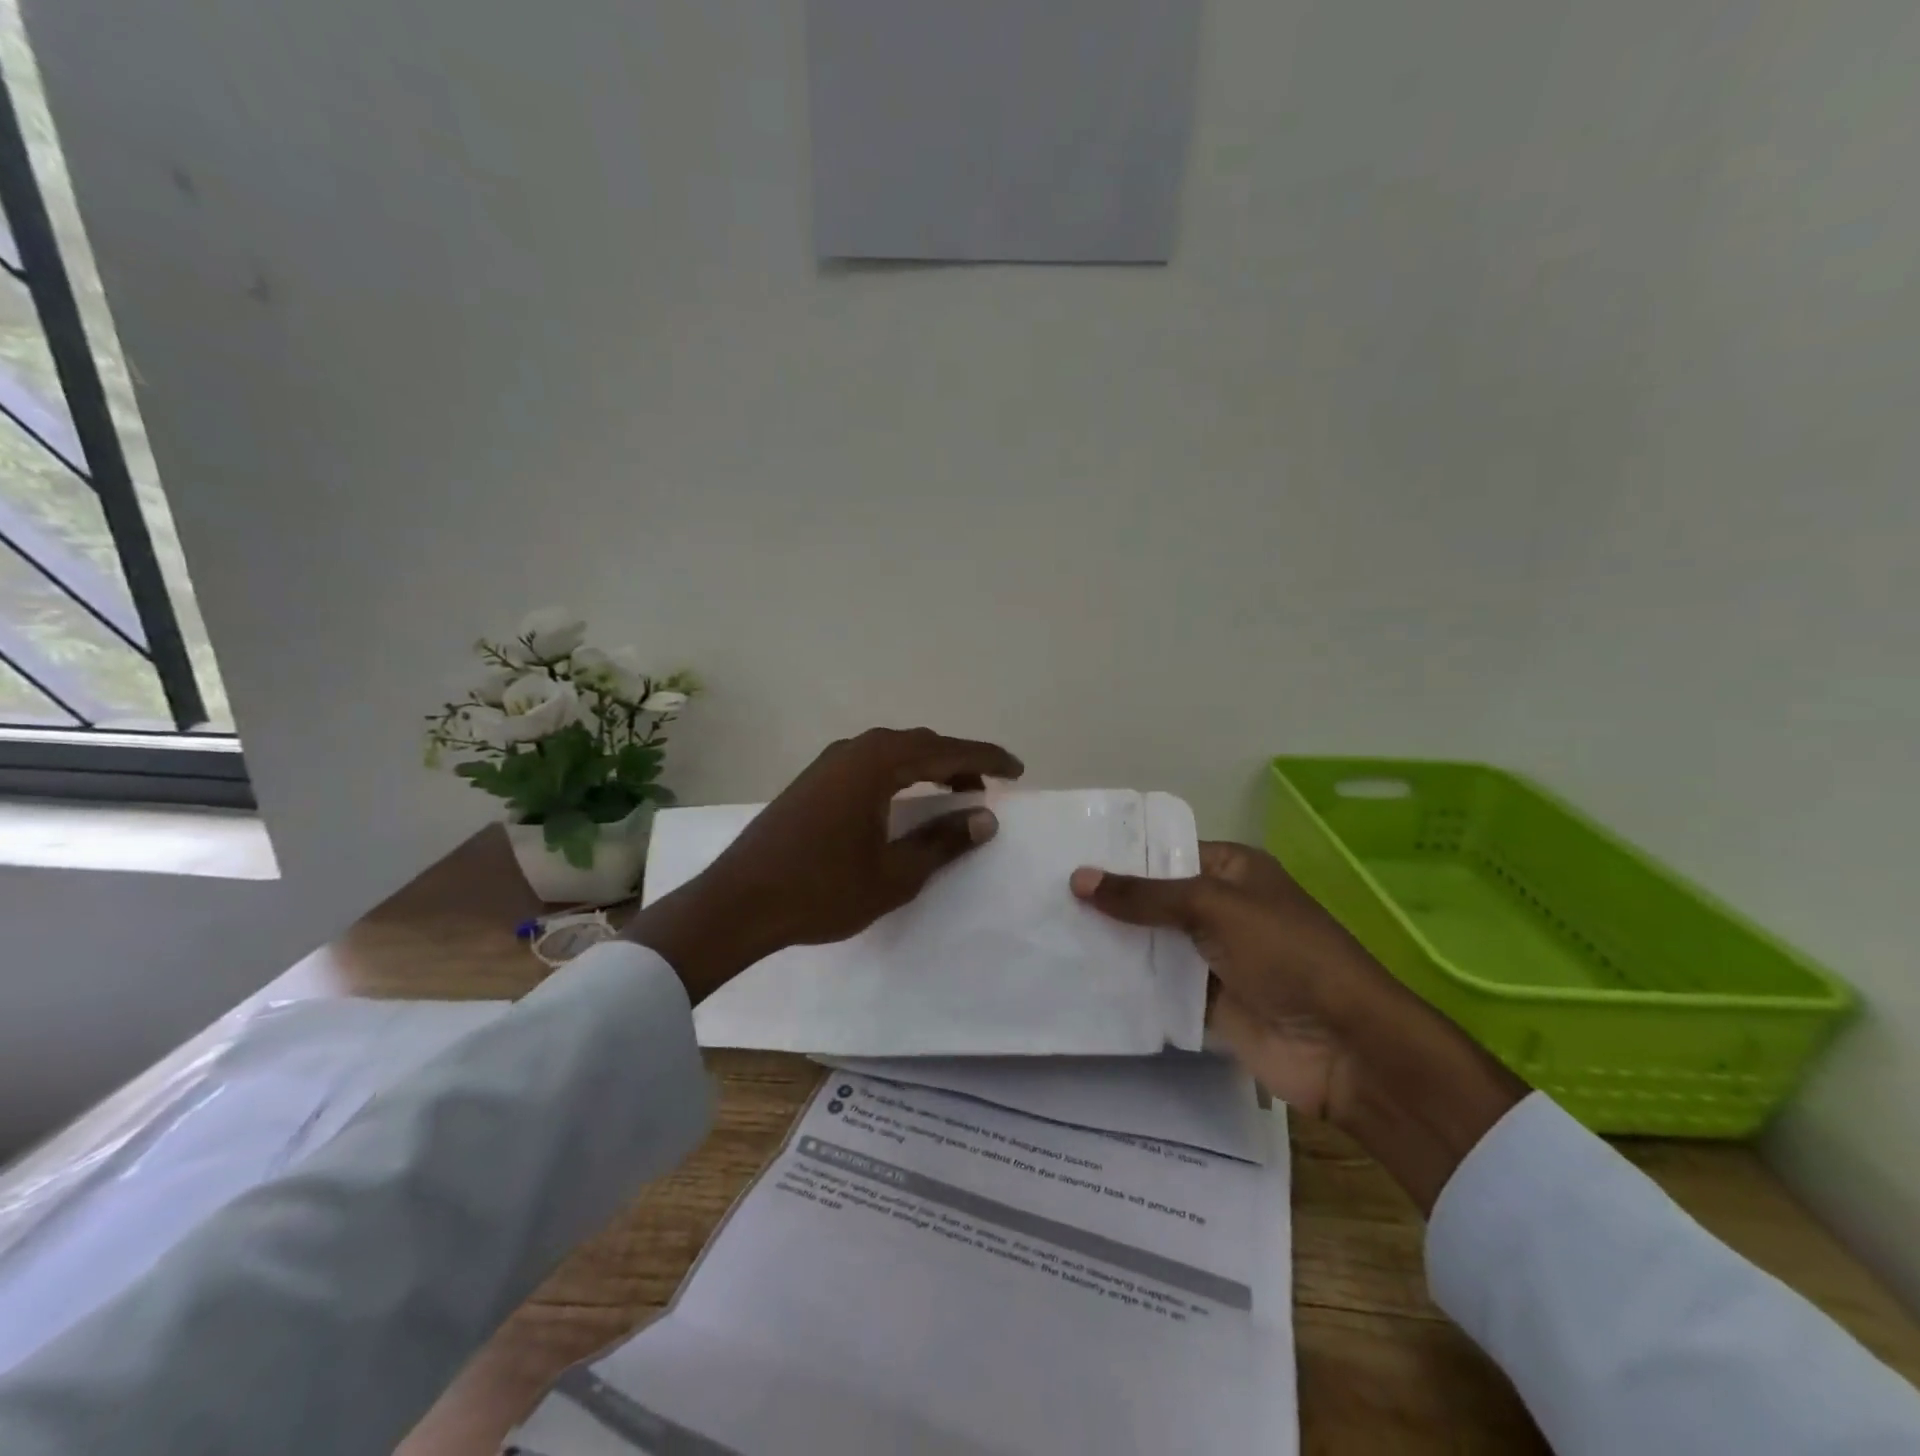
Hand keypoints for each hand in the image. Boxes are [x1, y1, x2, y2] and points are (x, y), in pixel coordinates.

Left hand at [625, 728, 1022, 1001]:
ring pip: (892, 753)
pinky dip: (898, 775)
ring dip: (927, 767)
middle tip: (988, 786)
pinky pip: (869, 765)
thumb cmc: (822, 890)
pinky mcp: (812, 781)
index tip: (1017, 769)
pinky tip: (903, 802)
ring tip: (953, 794)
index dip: (987, 759)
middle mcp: (853, 751)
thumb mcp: (895, 873)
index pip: (946, 751)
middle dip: (958, 761)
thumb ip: (943, 841)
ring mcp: (828, 764)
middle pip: (919, 744)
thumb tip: (984, 817)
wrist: (739, 903)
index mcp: (876, 764)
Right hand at [1070, 843, 1386, 1120]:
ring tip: (1050, 933)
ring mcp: (1213, 958)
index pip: (1166, 852)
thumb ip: (1144, 896)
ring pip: (1152, 945)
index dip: (1121, 855)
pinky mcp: (1206, 1003)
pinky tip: (1080, 978)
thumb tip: (1078, 877)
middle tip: (1046, 896)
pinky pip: (1158, 987)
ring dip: (1113, 944)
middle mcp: (1221, 909)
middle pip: (1154, 899)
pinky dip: (1128, 985)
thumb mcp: (1212, 907)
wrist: (1342, 1045)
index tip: (1066, 856)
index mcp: (1232, 871)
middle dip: (1109, 901)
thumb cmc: (1284, 954)